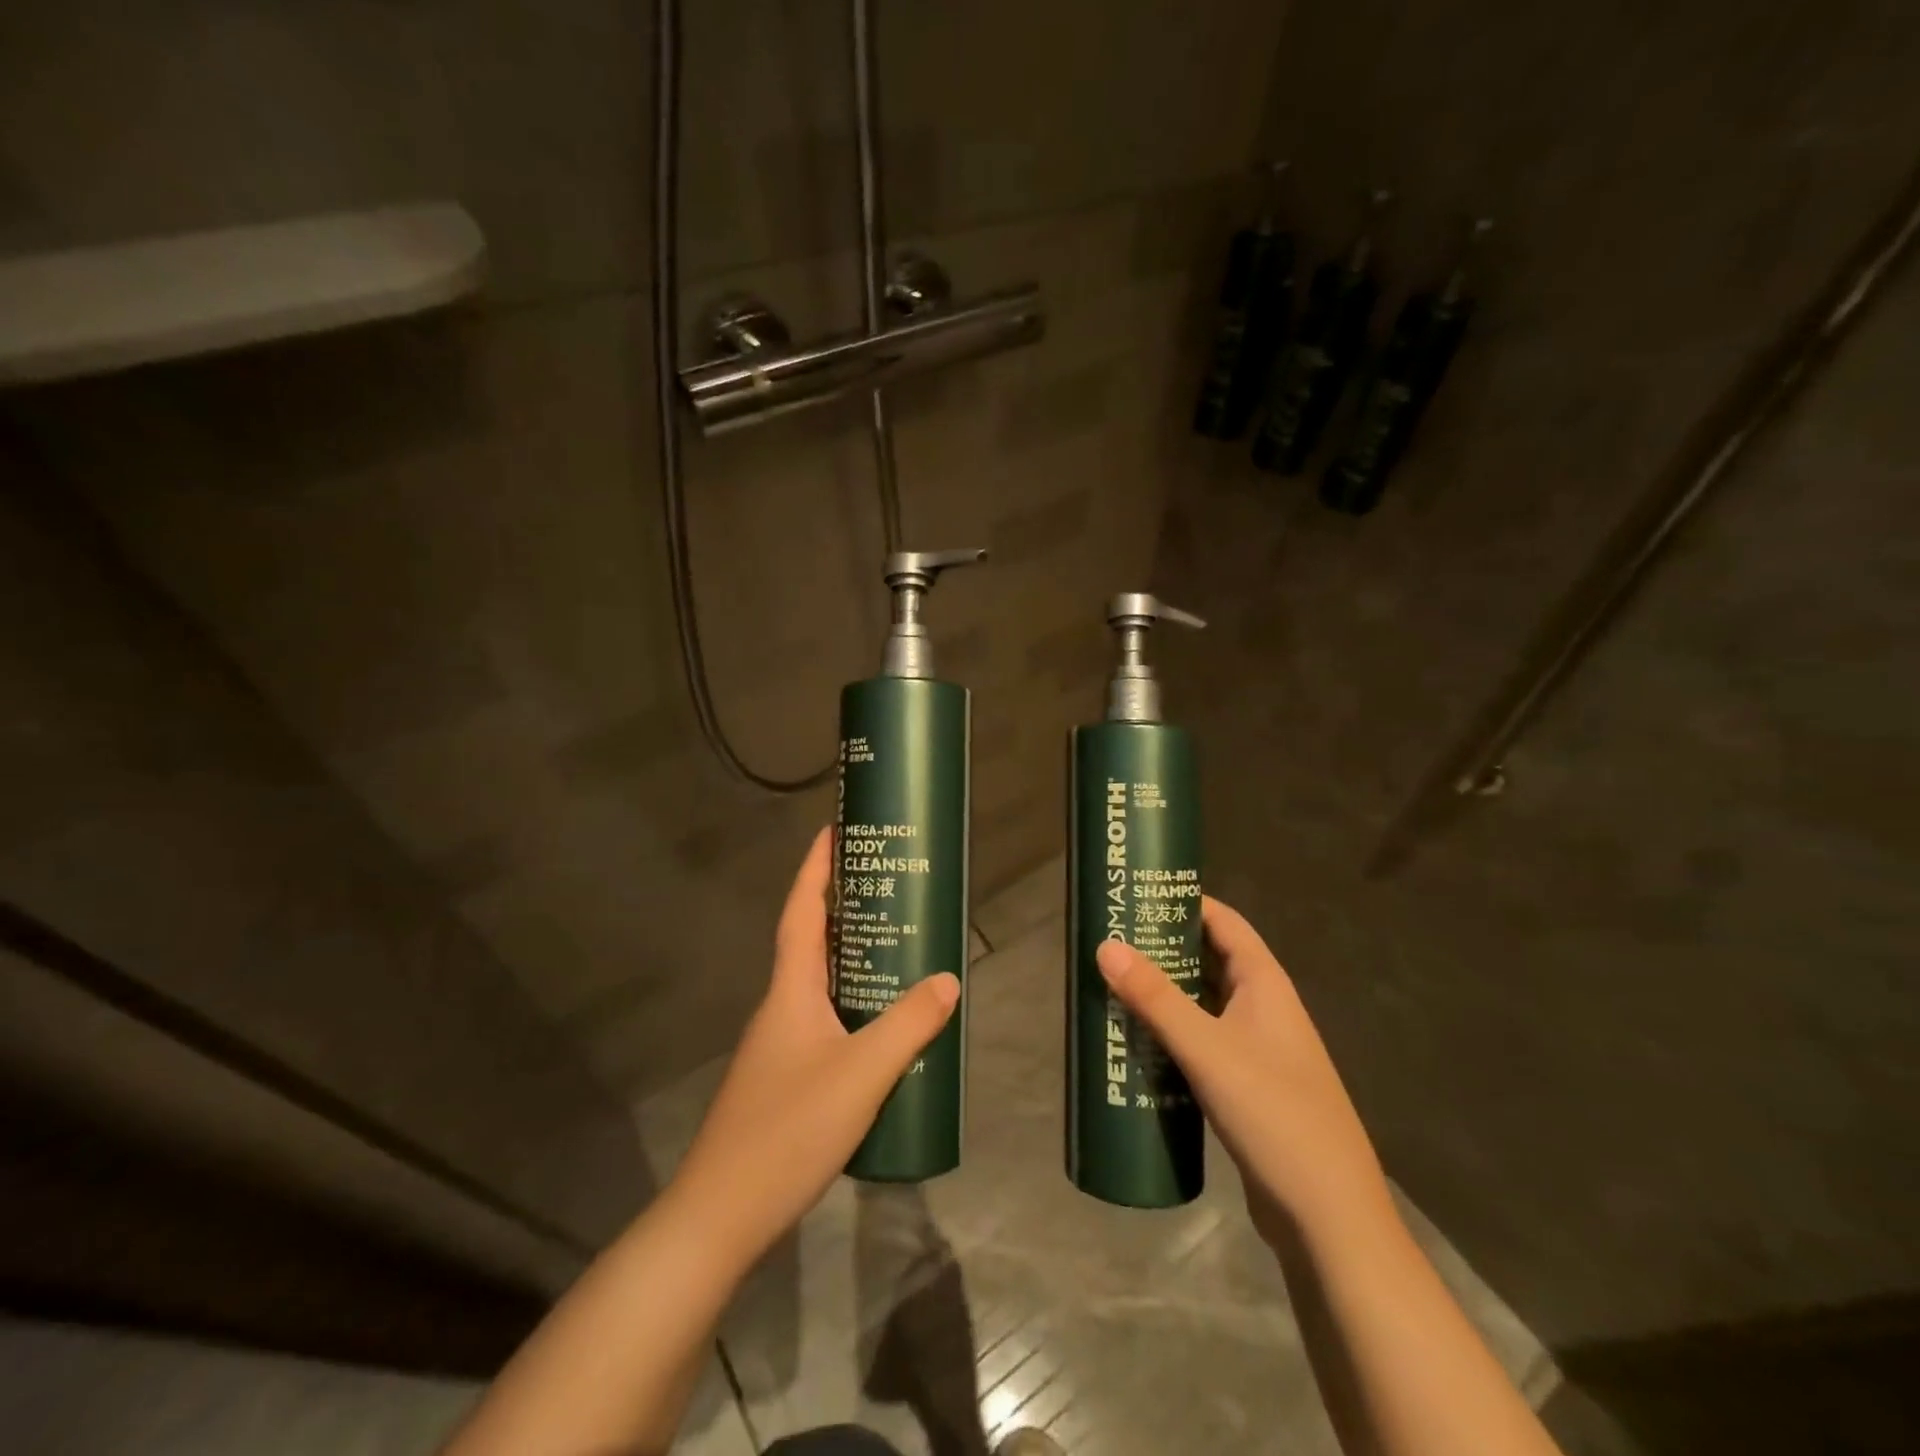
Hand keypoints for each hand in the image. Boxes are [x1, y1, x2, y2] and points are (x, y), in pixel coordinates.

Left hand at [668, 828, 959, 1263]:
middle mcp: (780, 1009)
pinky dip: (853, 1008)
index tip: (833, 832)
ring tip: (898, 951)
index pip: (800, 913)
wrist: (721, 1216)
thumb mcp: (861, 1073)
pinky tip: (883, 1031)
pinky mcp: (785, 1081)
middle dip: (844, 909)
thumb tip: (948, 979)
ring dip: (852, 962)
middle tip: (887, 889)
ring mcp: (779, 1047)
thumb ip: (908, 1025)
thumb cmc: (788, 1130)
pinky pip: (825, 1023)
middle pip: (811, 943)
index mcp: (790, 991)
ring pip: (820, 986)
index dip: (814, 870)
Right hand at [1097, 897, 1390, 1244]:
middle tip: (1110, 939)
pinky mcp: (1244, 1087)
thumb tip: (1106, 945)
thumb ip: (1155, 998)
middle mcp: (1263, 1009)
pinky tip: (1135, 1042)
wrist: (1327, 1217)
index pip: (1225, 923)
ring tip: (1111, 984)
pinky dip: (1170, 1033)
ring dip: (1163, 993)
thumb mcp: (1207, 1049)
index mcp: (1265, 985)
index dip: (1186, 902)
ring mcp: (1256, 1050)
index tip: (1139, 893)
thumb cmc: (1273, 1114)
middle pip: (1209, 960)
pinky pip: (1200, 1043)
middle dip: (1164, 947)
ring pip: (1202, 1004)